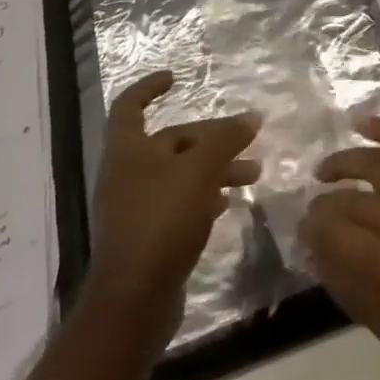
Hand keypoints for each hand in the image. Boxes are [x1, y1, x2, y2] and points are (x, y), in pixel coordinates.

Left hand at [87, 71, 260, 318]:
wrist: (133, 302)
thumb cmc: (162, 221)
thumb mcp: (200, 171)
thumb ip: (226, 140)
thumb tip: (251, 117)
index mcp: (128, 151)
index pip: (130, 106)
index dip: (149, 88)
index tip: (175, 77)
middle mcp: (127, 174)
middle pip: (171, 142)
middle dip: (211, 138)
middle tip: (248, 140)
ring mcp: (135, 208)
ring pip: (179, 174)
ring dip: (215, 169)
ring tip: (252, 175)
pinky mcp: (147, 238)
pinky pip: (178, 204)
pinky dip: (204, 197)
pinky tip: (228, 204)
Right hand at [300, 116, 379, 379]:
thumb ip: (352, 291)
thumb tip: (317, 253)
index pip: (334, 233)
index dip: (312, 230)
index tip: (302, 231)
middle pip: (351, 199)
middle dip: (324, 204)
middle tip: (312, 210)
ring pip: (376, 161)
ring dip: (345, 162)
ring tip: (324, 171)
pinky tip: (361, 124)